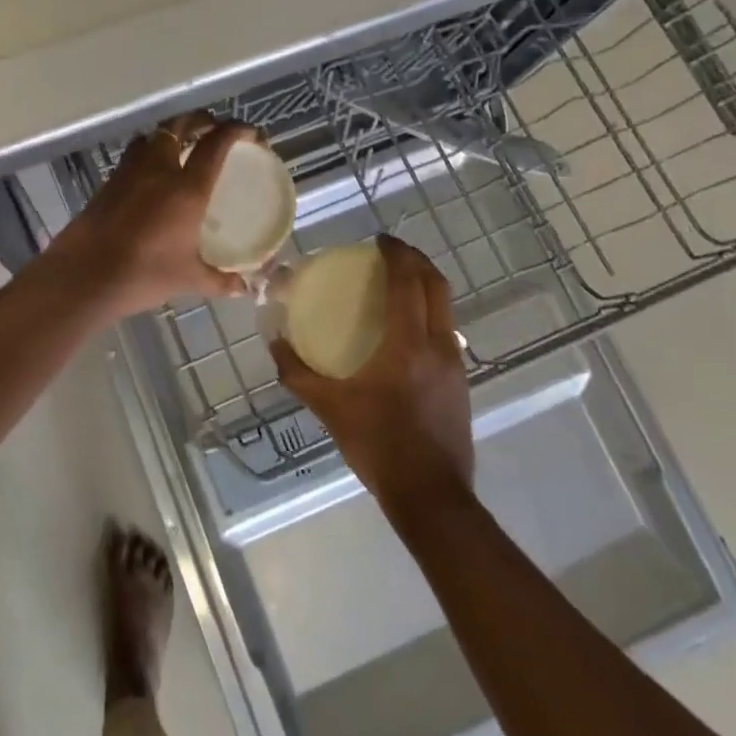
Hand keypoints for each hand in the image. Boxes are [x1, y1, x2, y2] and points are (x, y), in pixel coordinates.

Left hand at [44, 113, 263, 316]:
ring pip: (153, 136)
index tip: (251, 133)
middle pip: (181, 125)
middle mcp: (159, 169)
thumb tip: (244, 287)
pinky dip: (149, 153)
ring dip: (171, 133)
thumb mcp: (188, 279)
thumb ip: (219, 280)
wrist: (84, 275)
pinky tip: (152, 176)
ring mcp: (130, 172)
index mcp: (186, 188)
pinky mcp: (109, 182)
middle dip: (203, 121)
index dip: (237, 130)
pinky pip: (134, 155)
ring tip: (182, 147)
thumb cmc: (143, 274)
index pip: (216, 143)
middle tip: (216, 131)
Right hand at [272, 235, 474, 507]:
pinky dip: (429, 312)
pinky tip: (407, 330)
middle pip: (437, 286)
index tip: (379, 240)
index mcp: (409, 344)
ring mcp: (456, 364)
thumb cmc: (379, 445)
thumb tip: (274, 343)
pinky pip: (446, 330)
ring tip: (399, 283)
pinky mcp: (461, 383)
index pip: (408, 282)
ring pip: (446, 308)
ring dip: (426, 285)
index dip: (396, 255)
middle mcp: (439, 345)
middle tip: (391, 252)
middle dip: (416, 260)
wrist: (431, 496)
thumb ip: (298, 373)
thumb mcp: (330, 408)